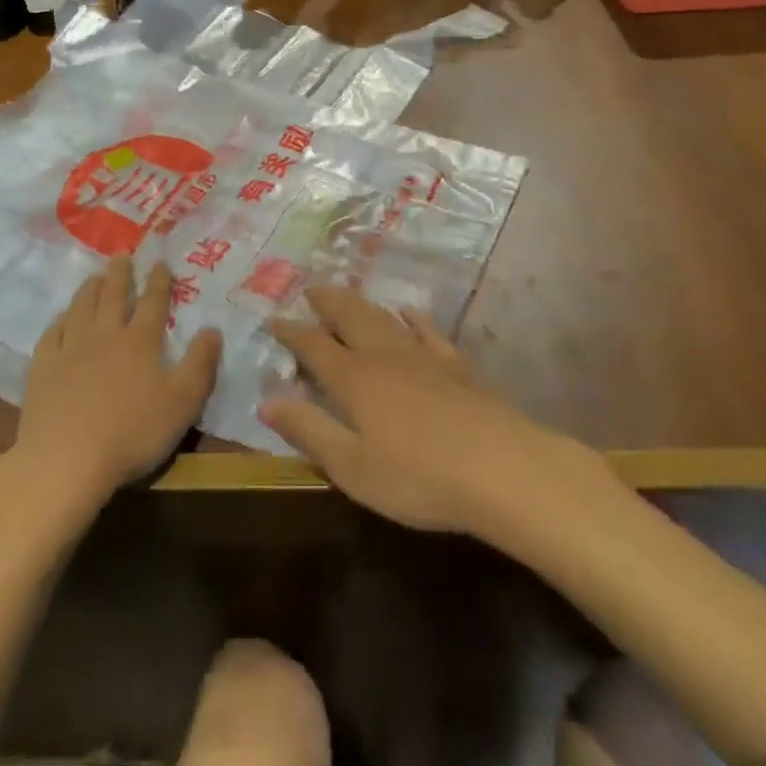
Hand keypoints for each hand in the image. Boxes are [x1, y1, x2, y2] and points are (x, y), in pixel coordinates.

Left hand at [8, 258, 220, 512]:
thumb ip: (200, 363)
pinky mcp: (43, 370)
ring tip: (94, 276)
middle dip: (120, 274)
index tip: (160, 262)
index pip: (153, 302)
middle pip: (113, 296)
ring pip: (81, 308)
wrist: (65, 462)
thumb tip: (213, 329)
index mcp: (140, 341)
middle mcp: (105, 336)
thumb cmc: (132, 433)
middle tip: (122, 254)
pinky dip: (59, 321)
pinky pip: (52, 334)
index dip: (159, 281)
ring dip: (90, 289)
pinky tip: (61, 319)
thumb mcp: (183, 401)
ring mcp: (70, 350)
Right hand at [260, 286, 588, 539]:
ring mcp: (423, 355)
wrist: (500, 466)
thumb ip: (309, 429)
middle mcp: (384, 355)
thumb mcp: (351, 466)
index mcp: (354, 378)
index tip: (272, 319)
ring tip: (346, 293)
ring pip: (383, 317)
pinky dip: (411, 317)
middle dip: (326, 302)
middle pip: (349, 317)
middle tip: (310, 290)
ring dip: (360, 303)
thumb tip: (266, 398)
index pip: (313, 345)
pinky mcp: (455, 364)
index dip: (290, 332)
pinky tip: (407, 312)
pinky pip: (427, 329)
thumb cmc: (417, 476)